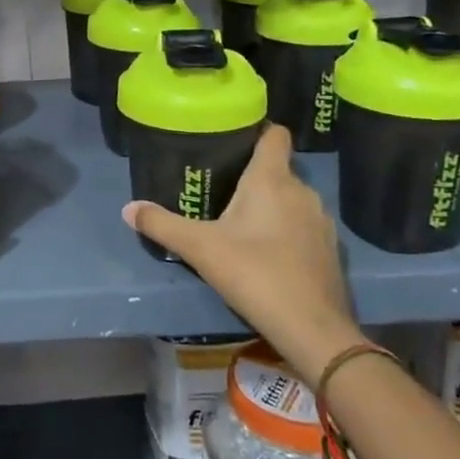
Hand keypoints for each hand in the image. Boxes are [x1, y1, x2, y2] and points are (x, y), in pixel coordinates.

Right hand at [122, 124, 365, 383]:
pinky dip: (287, 230)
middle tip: (221, 185)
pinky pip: (304, 225)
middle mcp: (302, 191)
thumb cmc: (254, 273)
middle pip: (278, 168)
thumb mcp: (199, 248)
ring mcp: (321, 221)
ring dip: (271, 204)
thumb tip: (128, 208)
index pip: (275, 134)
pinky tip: (267, 251)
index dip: (257, 130)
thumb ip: (162, 225)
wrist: (312, 328)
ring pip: (292, 198)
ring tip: (241, 219)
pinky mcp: (331, 249)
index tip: (233, 137)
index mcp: (271, 179)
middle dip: (253, 174)